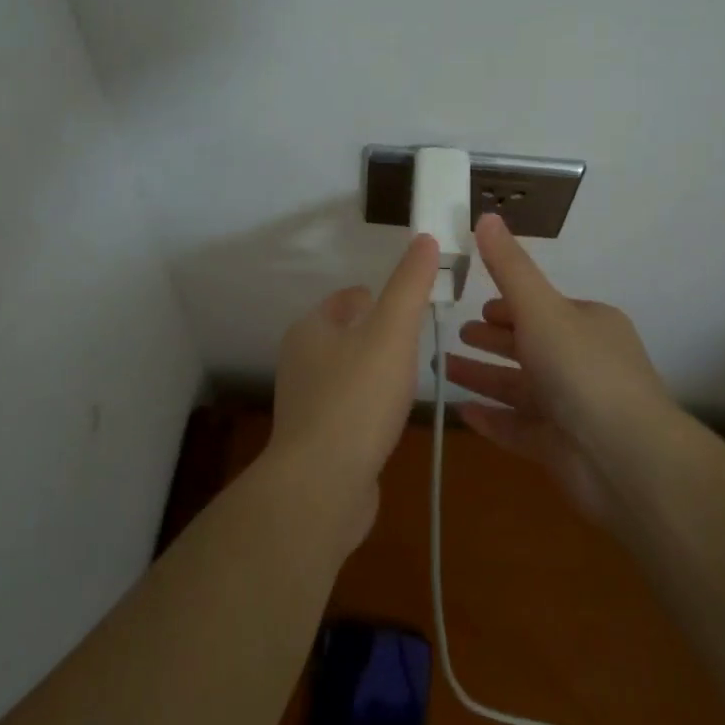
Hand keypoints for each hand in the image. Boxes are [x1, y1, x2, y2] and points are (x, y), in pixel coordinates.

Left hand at [269, 233, 439, 547]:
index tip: (414, 311)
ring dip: (375, 372)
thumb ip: (410, 284)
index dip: (381, 299)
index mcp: (311, 328)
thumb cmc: (357, 398)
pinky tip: (389, 420)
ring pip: (348, 372)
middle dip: (380, 336)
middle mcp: (300, 361)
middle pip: (347, 334)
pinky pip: (348, 409)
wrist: (321, 487)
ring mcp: (305, 402)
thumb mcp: (392, 331)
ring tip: (408, 381)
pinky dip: (368, 407)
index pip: (349, 298)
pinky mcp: (314, 439)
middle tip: (417, 345)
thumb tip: (424, 237)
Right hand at [449, 214, 673, 518]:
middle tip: (457, 335)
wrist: (625, 460)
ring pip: (519, 388)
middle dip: (493, 340)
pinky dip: (492, 418)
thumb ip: (509, 267)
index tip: (477, 306)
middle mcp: (583, 363)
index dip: (510, 306)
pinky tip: (462, 412)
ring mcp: (572, 408)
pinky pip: (518, 428)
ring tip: (443, 369)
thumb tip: (485, 216)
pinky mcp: (560, 448)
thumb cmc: (582, 370)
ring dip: (484, 377)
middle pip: (530, 346)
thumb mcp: (541, 308)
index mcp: (588, 325)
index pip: (543, 308)